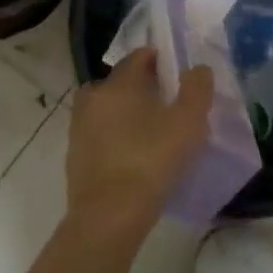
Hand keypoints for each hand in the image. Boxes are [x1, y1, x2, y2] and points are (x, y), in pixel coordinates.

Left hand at [65, 48, 212, 246]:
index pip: (138, 57)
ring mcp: (79, 127)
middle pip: (120, 82)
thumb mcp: (188, 122)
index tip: (178, 74)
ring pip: (107, 109)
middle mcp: (93, 97)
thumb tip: (197, 69)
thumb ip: (197, 89)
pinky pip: (100, 134)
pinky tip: (134, 155)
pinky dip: (115, 137)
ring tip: (151, 132)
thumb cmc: (151, 160)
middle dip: (142, 87)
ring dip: (126, 113)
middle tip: (167, 104)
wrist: (108, 216)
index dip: (160, 60)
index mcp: (118, 83)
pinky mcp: (75, 155)